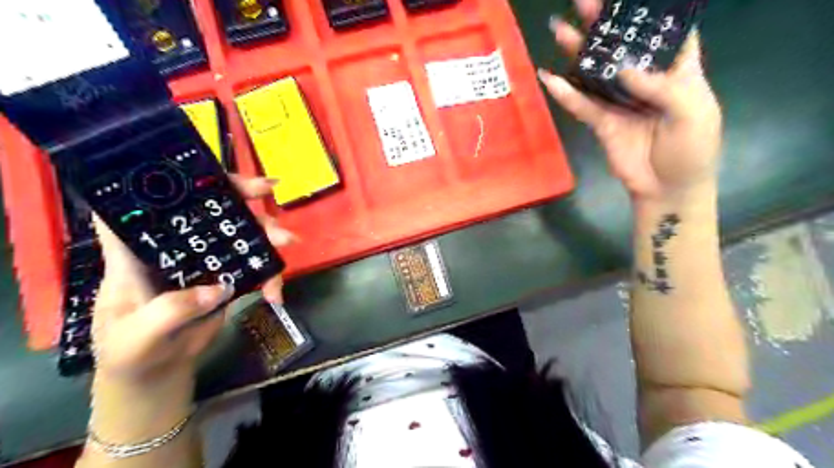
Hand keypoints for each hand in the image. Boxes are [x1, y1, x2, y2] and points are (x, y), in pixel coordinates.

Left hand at [89, 175, 291, 387]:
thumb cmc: (129, 352)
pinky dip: (271, 276)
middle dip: (241, 196)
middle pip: (208, 208)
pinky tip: (276, 295)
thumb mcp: (136, 337)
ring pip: (239, 232)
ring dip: (266, 233)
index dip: (174, 178)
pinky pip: (255, 265)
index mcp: (138, 249)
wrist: (157, 371)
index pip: (150, 201)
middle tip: (270, 191)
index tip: (209, 169)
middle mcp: (173, 246)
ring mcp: (204, 260)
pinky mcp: (227, 276)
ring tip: (288, 243)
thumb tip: (218, 289)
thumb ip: (170, 312)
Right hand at [542, 0, 724, 200]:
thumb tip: (625, 67)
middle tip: (583, 3)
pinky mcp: (601, 122)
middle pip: (623, 47)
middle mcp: (644, 80)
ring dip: (578, 52)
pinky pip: (581, 105)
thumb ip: (663, 87)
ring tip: (560, 30)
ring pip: (596, 72)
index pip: (665, 32)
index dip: (649, 13)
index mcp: (677, 71)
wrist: (666, 188)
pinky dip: (565, 93)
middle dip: (604, 24)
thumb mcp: (692, 114)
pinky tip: (549, 77)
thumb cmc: (691, 149)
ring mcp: (619, 100)